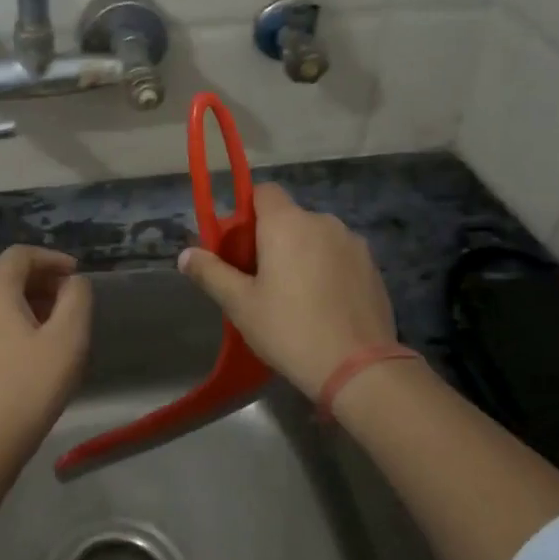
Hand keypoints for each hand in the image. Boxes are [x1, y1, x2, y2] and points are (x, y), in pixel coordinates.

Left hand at [0, 246, 92, 474]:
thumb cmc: (29, 386)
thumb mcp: (68, 338)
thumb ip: (77, 298)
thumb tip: (73, 282)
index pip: (20, 255)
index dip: (52, 258)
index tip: (77, 275)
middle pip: (5, 277)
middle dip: (41, 282)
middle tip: (70, 303)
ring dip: (27, 305)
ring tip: (55, 329)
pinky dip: (10, 325)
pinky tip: (30, 354)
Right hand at [179, 183, 395, 398]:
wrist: (357, 367)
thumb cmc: (289, 329)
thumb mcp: (240, 304)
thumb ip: (211, 273)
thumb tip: (186, 255)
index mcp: (287, 223)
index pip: (263, 192)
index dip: (247, 212)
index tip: (239, 246)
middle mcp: (323, 221)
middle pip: (289, 217)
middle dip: (273, 239)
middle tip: (260, 280)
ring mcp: (353, 243)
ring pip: (316, 238)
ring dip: (302, 254)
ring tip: (295, 297)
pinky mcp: (372, 267)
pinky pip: (339, 257)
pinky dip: (327, 270)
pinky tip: (323, 306)